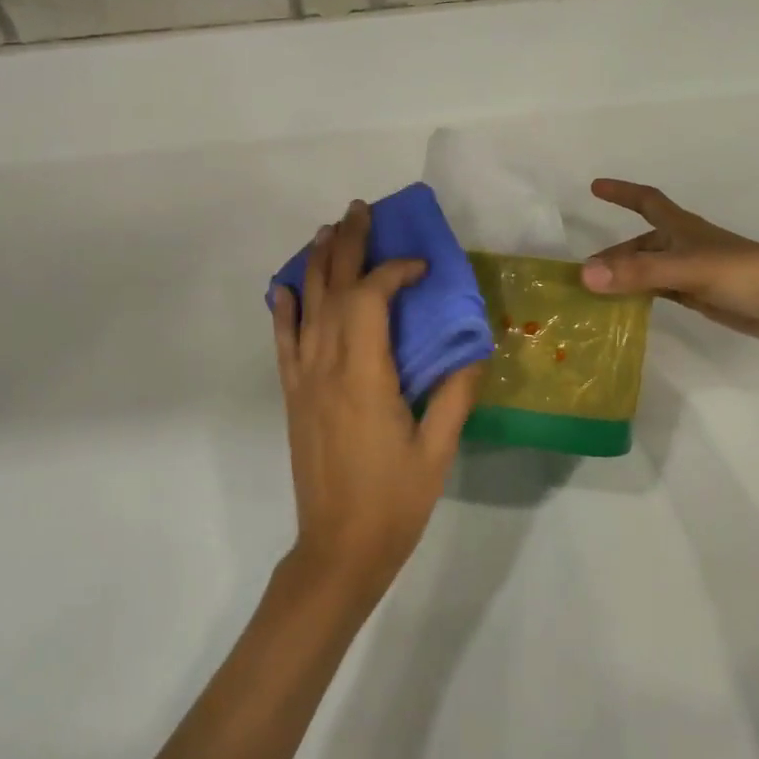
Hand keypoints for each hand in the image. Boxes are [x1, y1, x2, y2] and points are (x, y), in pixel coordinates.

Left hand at [272, 201, 484, 602]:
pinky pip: (283, 341)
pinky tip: (285, 285)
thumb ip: (455, 394)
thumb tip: (475, 348)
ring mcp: (304, 380)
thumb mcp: (437, 450)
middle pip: (333, 289)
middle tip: (359, 210)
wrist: (338, 548)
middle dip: (347, 245)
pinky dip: (284, 308)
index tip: (420, 266)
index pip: (372, 300)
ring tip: (328, 230)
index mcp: (365, 376)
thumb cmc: (394, 501)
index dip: (394, 272)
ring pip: (306, 306)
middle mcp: (326, 367)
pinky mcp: (293, 395)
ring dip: (317, 264)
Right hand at [582, 179, 758, 347]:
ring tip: (596, 294)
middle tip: (582, 273)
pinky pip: (661, 292)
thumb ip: (639, 273)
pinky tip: (627, 308)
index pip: (646, 201)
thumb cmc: (746, 274)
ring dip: (624, 277)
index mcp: (683, 228)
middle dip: (613, 254)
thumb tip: (585, 275)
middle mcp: (685, 246)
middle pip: (641, 244)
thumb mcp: (689, 269)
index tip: (594, 186)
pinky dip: (641, 296)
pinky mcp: (702, 297)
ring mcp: (694, 273)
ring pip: (649, 270)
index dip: (621, 192)